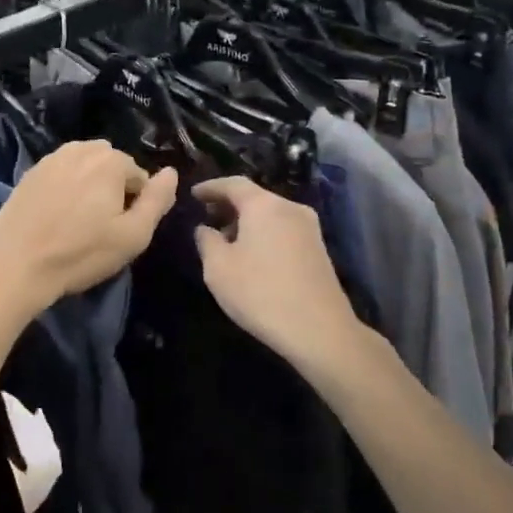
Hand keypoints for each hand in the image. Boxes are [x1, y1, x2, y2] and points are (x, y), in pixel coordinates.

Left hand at [0, 142, 176, 319]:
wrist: (15, 266)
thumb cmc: (81, 253)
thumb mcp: (133, 235)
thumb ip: (157, 200)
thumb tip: (171, 172)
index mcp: (111, 160)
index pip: (140, 178)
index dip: (136, 206)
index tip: (120, 232)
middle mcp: (81, 149)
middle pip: (112, 167)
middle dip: (113, 190)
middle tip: (101, 228)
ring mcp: (51, 158)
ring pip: (85, 168)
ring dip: (89, 187)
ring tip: (78, 223)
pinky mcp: (29, 173)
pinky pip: (61, 175)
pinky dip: (65, 190)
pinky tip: (56, 218)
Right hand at [191, 177, 368, 371]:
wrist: (319, 329)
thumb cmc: (260, 292)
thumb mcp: (218, 268)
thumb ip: (206, 241)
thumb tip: (205, 228)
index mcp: (264, 205)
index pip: (233, 184)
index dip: (210, 187)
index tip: (193, 195)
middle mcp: (290, 208)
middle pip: (255, 197)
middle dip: (229, 205)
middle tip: (207, 217)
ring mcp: (309, 228)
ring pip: (270, 214)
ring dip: (246, 222)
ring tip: (225, 240)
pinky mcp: (318, 249)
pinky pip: (283, 230)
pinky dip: (263, 233)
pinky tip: (252, 255)